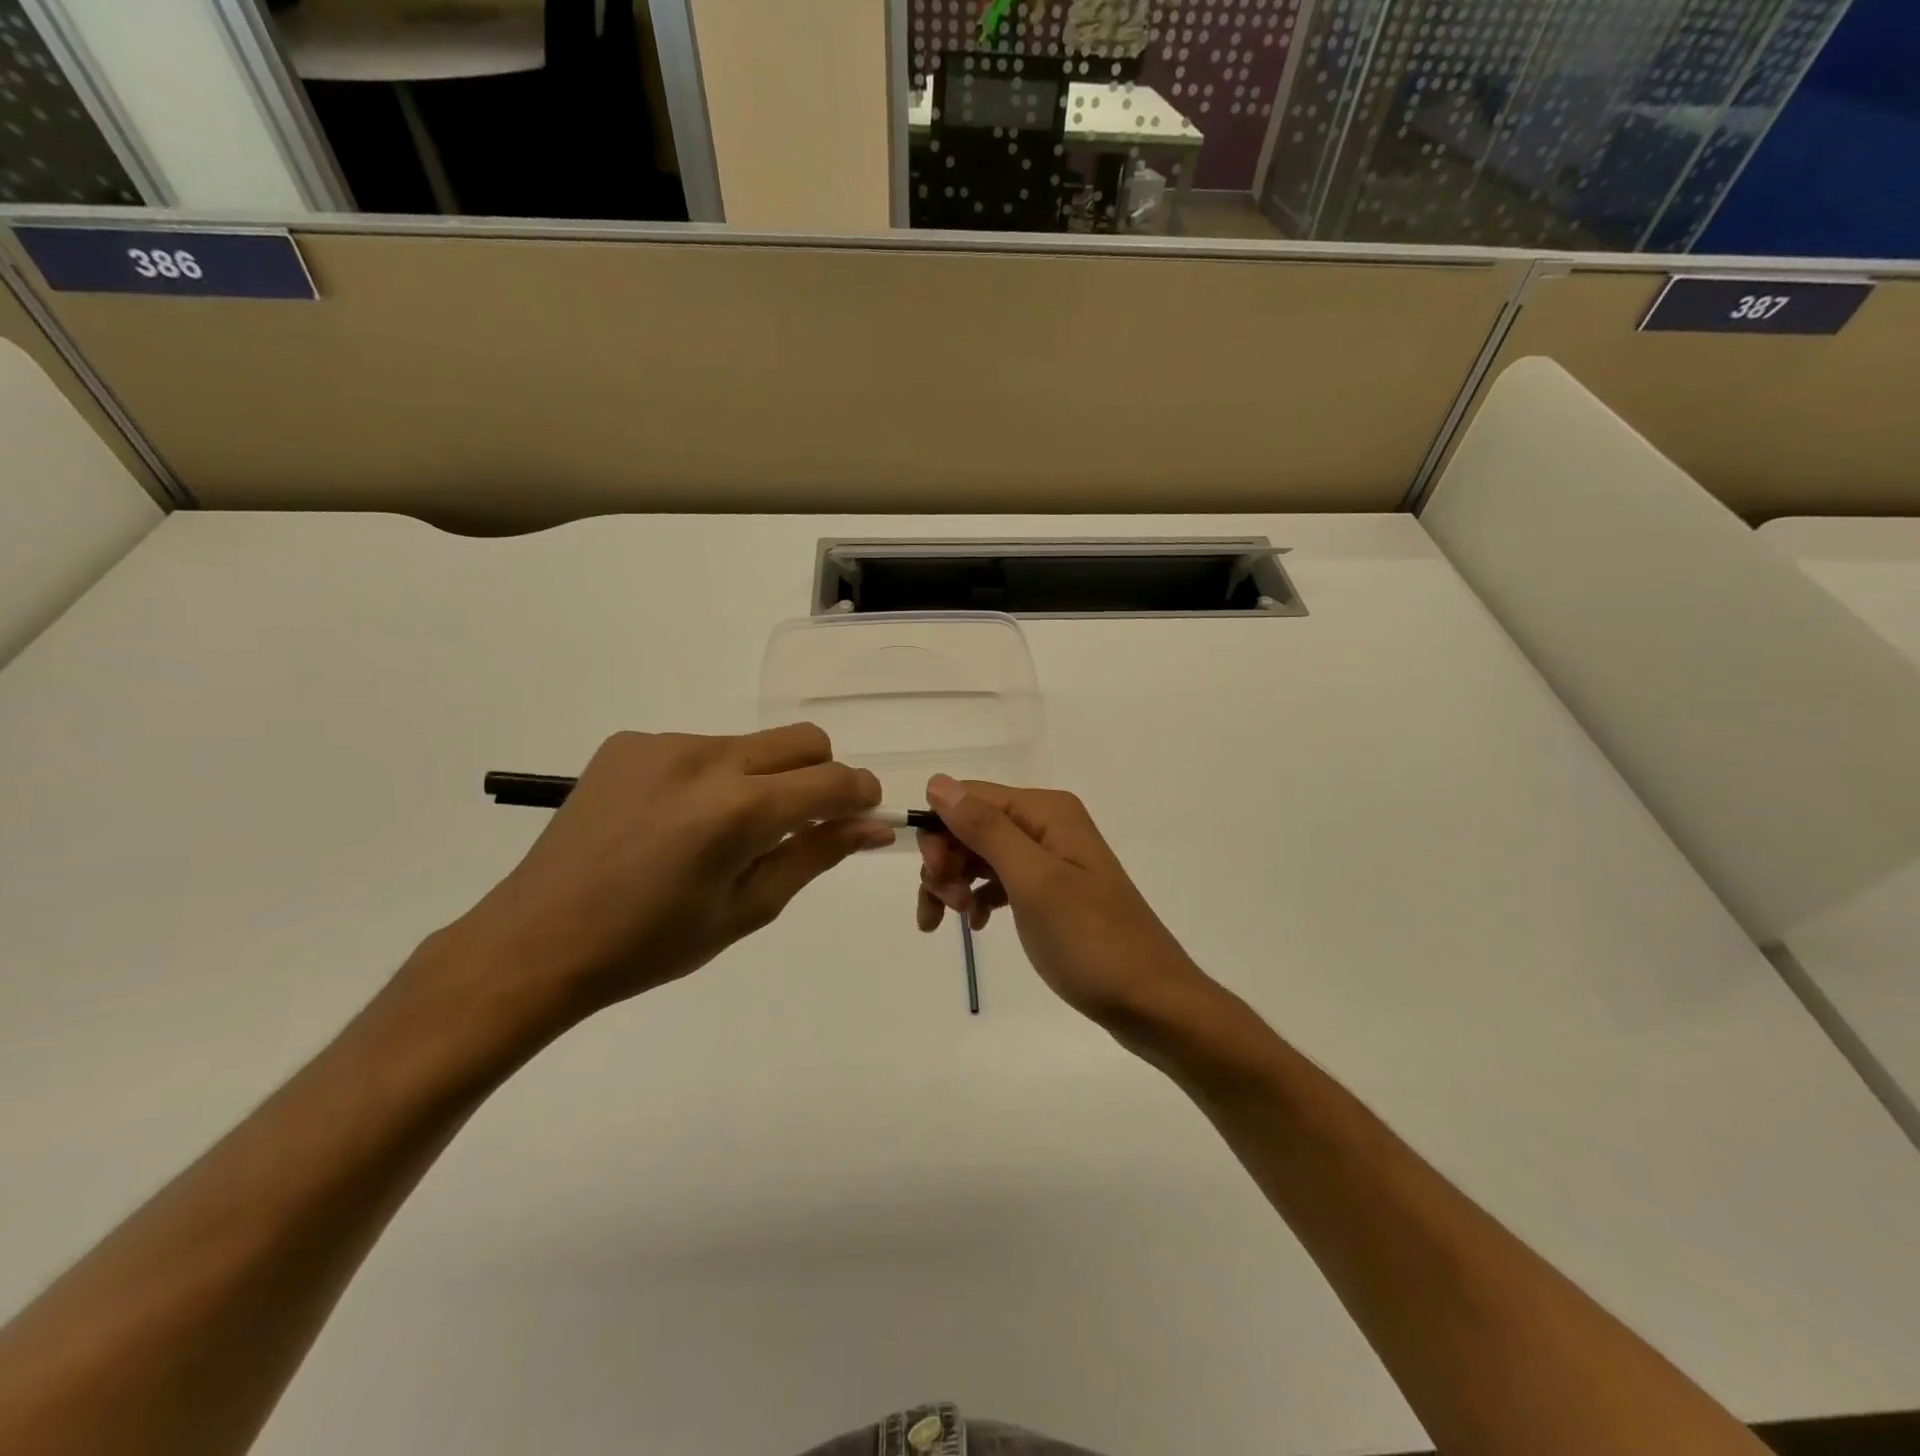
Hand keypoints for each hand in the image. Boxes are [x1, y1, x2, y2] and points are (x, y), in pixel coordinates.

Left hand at [428, 727, 890, 1033]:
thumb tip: (874, 828)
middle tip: (802, 823)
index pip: (833, 780)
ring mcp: (664, 744)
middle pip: (803, 740)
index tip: (863, 815)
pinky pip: (700, 748)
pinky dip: (713, 777)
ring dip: (763, 777)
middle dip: (822, 774)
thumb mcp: (747, 909)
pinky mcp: (630, 743)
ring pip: (751, 743)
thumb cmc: (651, 944)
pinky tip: (677, 821)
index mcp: (739, 810)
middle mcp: (707, 759)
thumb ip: (816, 856)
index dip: (861, 795)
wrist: (537, 941)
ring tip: (724, 831)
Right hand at [917, 775, 1217, 1045]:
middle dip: (947, 862)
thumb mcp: (1033, 881)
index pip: (970, 797)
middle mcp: (1048, 825)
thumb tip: (937, 782)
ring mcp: (1051, 859)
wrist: (1151, 1002)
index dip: (940, 831)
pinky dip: (980, 898)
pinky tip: (976, 925)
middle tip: (947, 907)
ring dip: (957, 883)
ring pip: (981, 855)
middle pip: (973, 826)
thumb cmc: (1090, 941)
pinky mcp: (1052, 891)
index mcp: (1046, 811)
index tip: (933, 877)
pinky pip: (1000, 881)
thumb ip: (986, 829)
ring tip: (956, 921)